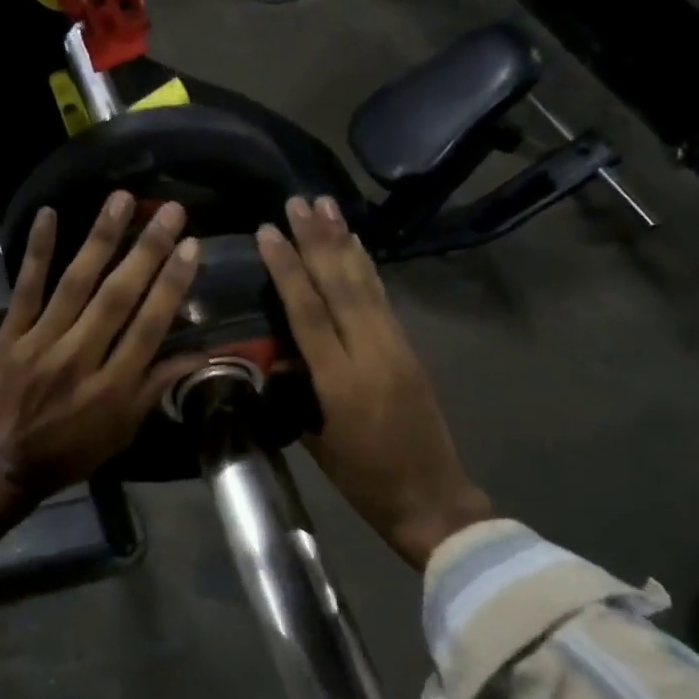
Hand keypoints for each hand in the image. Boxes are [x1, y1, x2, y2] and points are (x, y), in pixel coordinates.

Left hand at [0, 192, 205, 575]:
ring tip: (122, 199)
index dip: (171, 285)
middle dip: (147, 251)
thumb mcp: (123, 430)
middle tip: (170, 211)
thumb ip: (157, 387)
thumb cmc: (71, 452)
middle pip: (117, 297)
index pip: (149, 326)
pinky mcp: (10, 335)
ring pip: (75, 283)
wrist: (1, 465)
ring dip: (100, 238)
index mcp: (113, 386)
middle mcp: (80, 357)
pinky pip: (25, 288)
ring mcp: (41, 342)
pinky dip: (36, 251)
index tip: (191, 247)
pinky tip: (48, 214)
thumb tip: (201, 354)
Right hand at [256, 196, 493, 568]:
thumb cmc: (363, 479)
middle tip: (298, 200)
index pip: (308, 310)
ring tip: (326, 205)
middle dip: (316, 239)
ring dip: (343, 241)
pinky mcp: (409, 348)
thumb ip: (296, 389)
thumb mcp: (316, 439)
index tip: (268, 231)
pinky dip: (366, 267)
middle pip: (339, 284)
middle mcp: (370, 352)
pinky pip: (382, 298)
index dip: (287, 268)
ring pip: (365, 283)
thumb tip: (278, 350)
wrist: (430, 497)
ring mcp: (395, 346)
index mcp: (340, 380)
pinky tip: (356, 246)